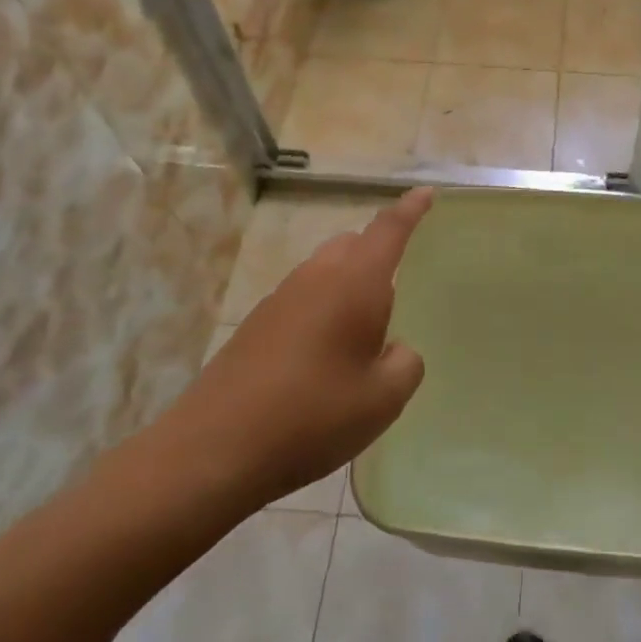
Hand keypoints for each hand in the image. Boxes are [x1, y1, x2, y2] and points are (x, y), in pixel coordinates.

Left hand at [136, 189, 434, 516]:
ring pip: (325, 271)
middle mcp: (316, 278)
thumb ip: (405, 364)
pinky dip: (323, 309)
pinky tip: (324, 358)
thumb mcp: (382, 400)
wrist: (214, 449)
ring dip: (348, 285)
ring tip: (362, 333)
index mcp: (354, 284)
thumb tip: (396, 349)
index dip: (410, 210)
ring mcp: (280, 299)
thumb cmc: (313, 416)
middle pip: (352, 244)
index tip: (426, 192)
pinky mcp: (256, 325)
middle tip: (398, 289)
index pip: (388, 230)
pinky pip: (303, 298)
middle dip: (377, 252)